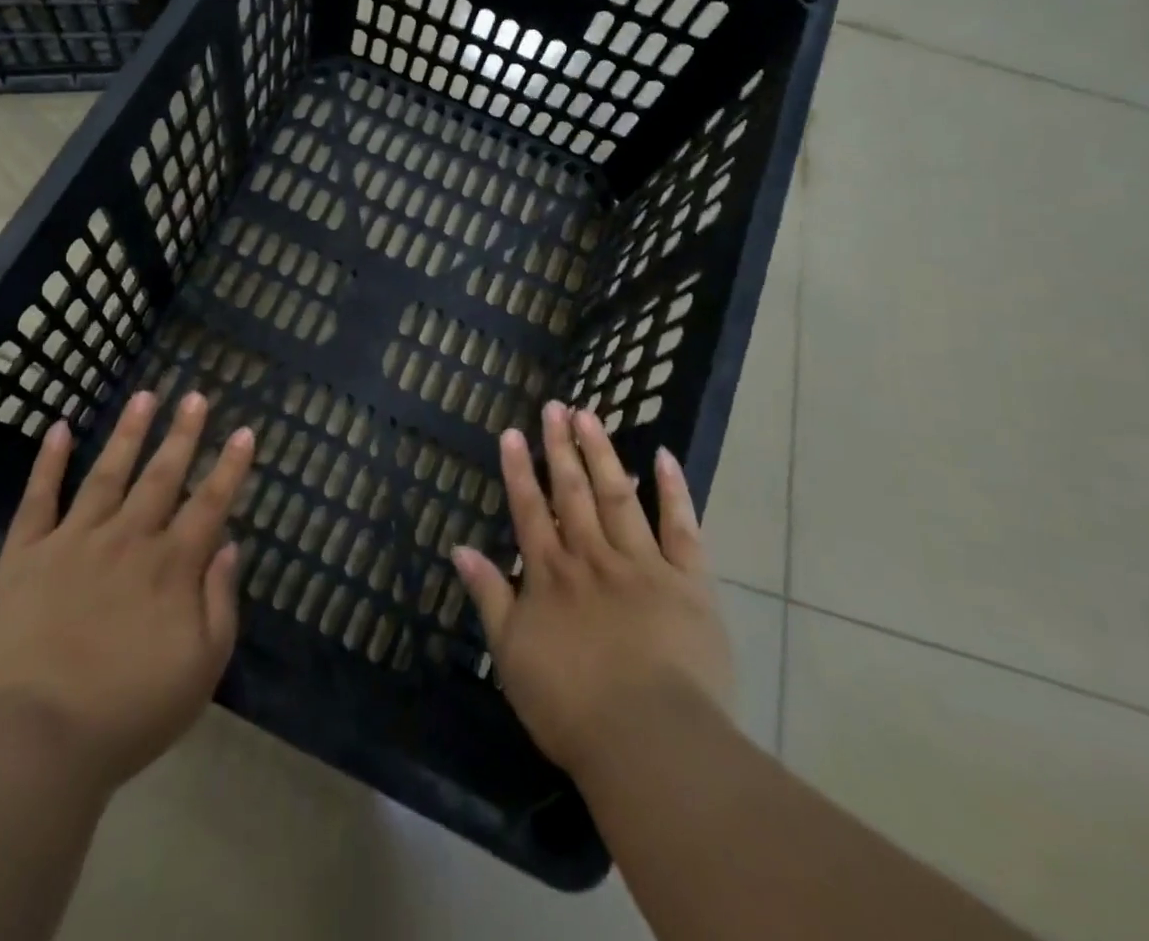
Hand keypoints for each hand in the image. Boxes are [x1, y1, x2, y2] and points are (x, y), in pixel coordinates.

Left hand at [0, 390, 254, 791]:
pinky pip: (38, 499)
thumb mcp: (202, 668)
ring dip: (129, 433)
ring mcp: (75, 541)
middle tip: (196, 395)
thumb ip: (220, 601)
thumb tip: (228, 544)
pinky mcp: (27, 555)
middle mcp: (128, 538)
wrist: (39, 741)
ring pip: (108, 474)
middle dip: (183, 433)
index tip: (244, 430)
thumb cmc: (131, 712)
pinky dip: (49, 462)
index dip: (230, 466)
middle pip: (162, 475)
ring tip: (145, 395)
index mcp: (171, 565)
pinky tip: (60, 428)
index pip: (210, 503)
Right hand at [452, 402, 734, 786]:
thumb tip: (460, 548)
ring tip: (590, 415)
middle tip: (554, 406)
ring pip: (618, 496)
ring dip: (602, 453)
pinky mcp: (688, 582)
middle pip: (572, 491)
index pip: (529, 509)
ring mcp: (642, 564)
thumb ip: (488, 596)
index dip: (518, 469)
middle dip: (559, 446)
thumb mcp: (510, 655)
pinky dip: (672, 491)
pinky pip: (681, 528)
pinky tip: (663, 456)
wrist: (650, 742)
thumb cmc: (571, 707)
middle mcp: (591, 557)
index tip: (511, 431)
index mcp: (550, 574)